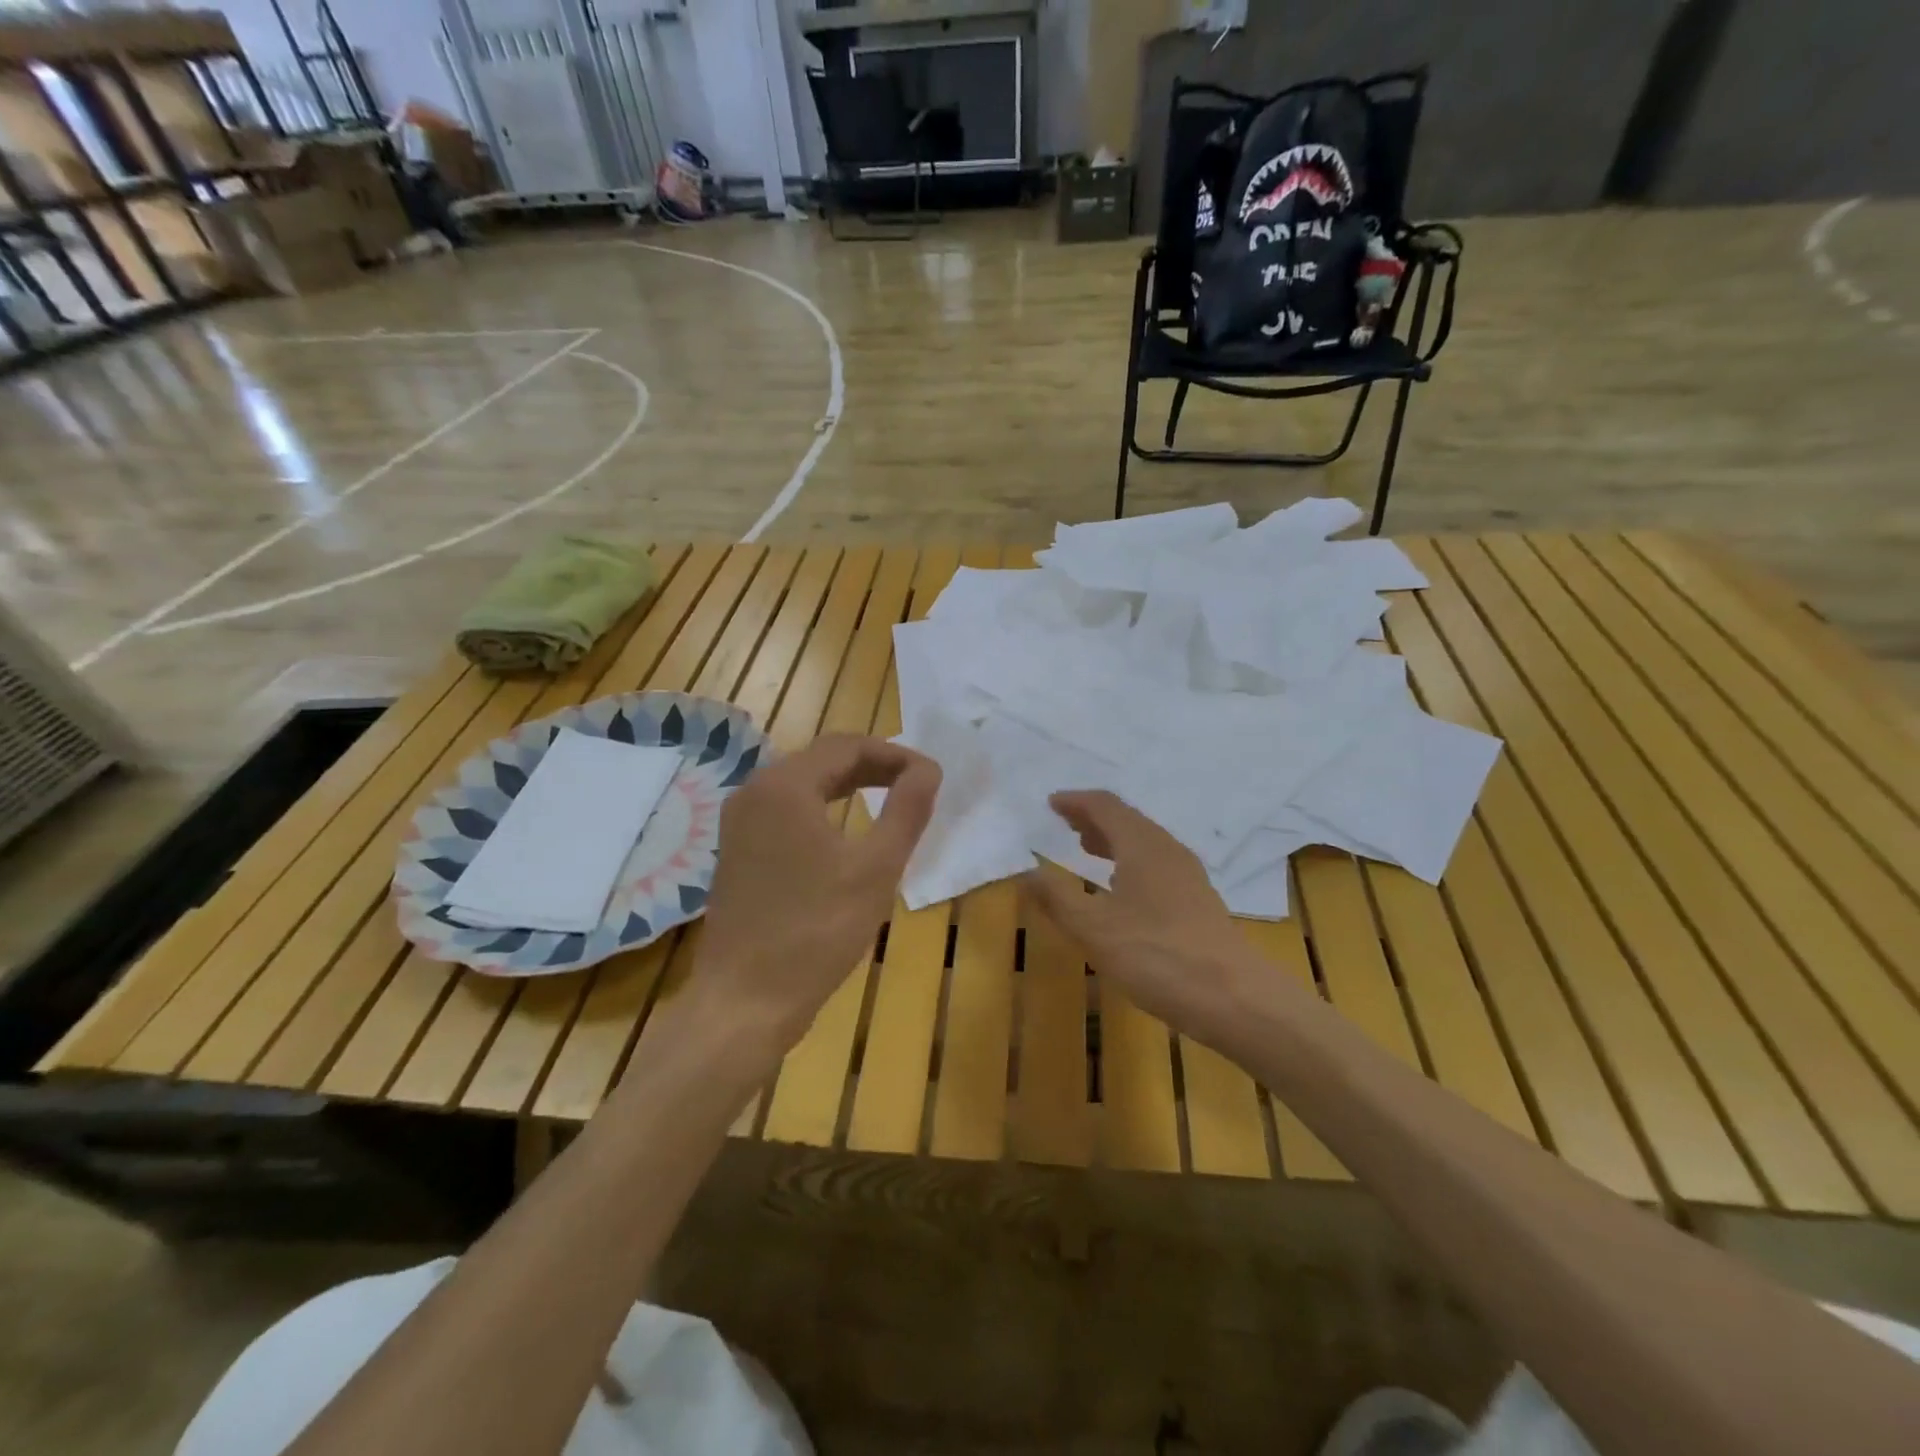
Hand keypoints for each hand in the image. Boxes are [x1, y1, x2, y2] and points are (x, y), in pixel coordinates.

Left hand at [696, 734, 940, 1050]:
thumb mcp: (876, 869)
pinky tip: (847, 831)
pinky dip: (824, 807)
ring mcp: (739, 821)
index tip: (931, 776)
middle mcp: (754, 791)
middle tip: (916, 786)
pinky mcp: (737, 849)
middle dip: (873, 766)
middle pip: (823, 759)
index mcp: (784, 786)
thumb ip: (906, 810)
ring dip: (849, 785)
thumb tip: (928, 769)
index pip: (848, 745)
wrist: (745, 1001)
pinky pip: (786, 809)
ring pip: (804, 784)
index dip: (895, 754)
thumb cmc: (816, 932)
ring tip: (890, 800)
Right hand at [1022, 791, 1274, 1048]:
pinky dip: (1129, 862)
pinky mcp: (1198, 901)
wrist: (1235, 1000)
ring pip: (1144, 842)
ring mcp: (1188, 876)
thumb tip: (1027, 871)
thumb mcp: (1094, 929)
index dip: (1076, 801)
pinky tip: (1121, 889)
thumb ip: (1057, 898)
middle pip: (1128, 820)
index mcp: (1142, 845)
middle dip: (1094, 818)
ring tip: (1087, 849)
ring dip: (1113, 840)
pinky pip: (1156, 864)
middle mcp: (1168, 851)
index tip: (1051, 803)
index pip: (1106, 806)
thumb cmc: (1157, 956)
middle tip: (1065, 823)